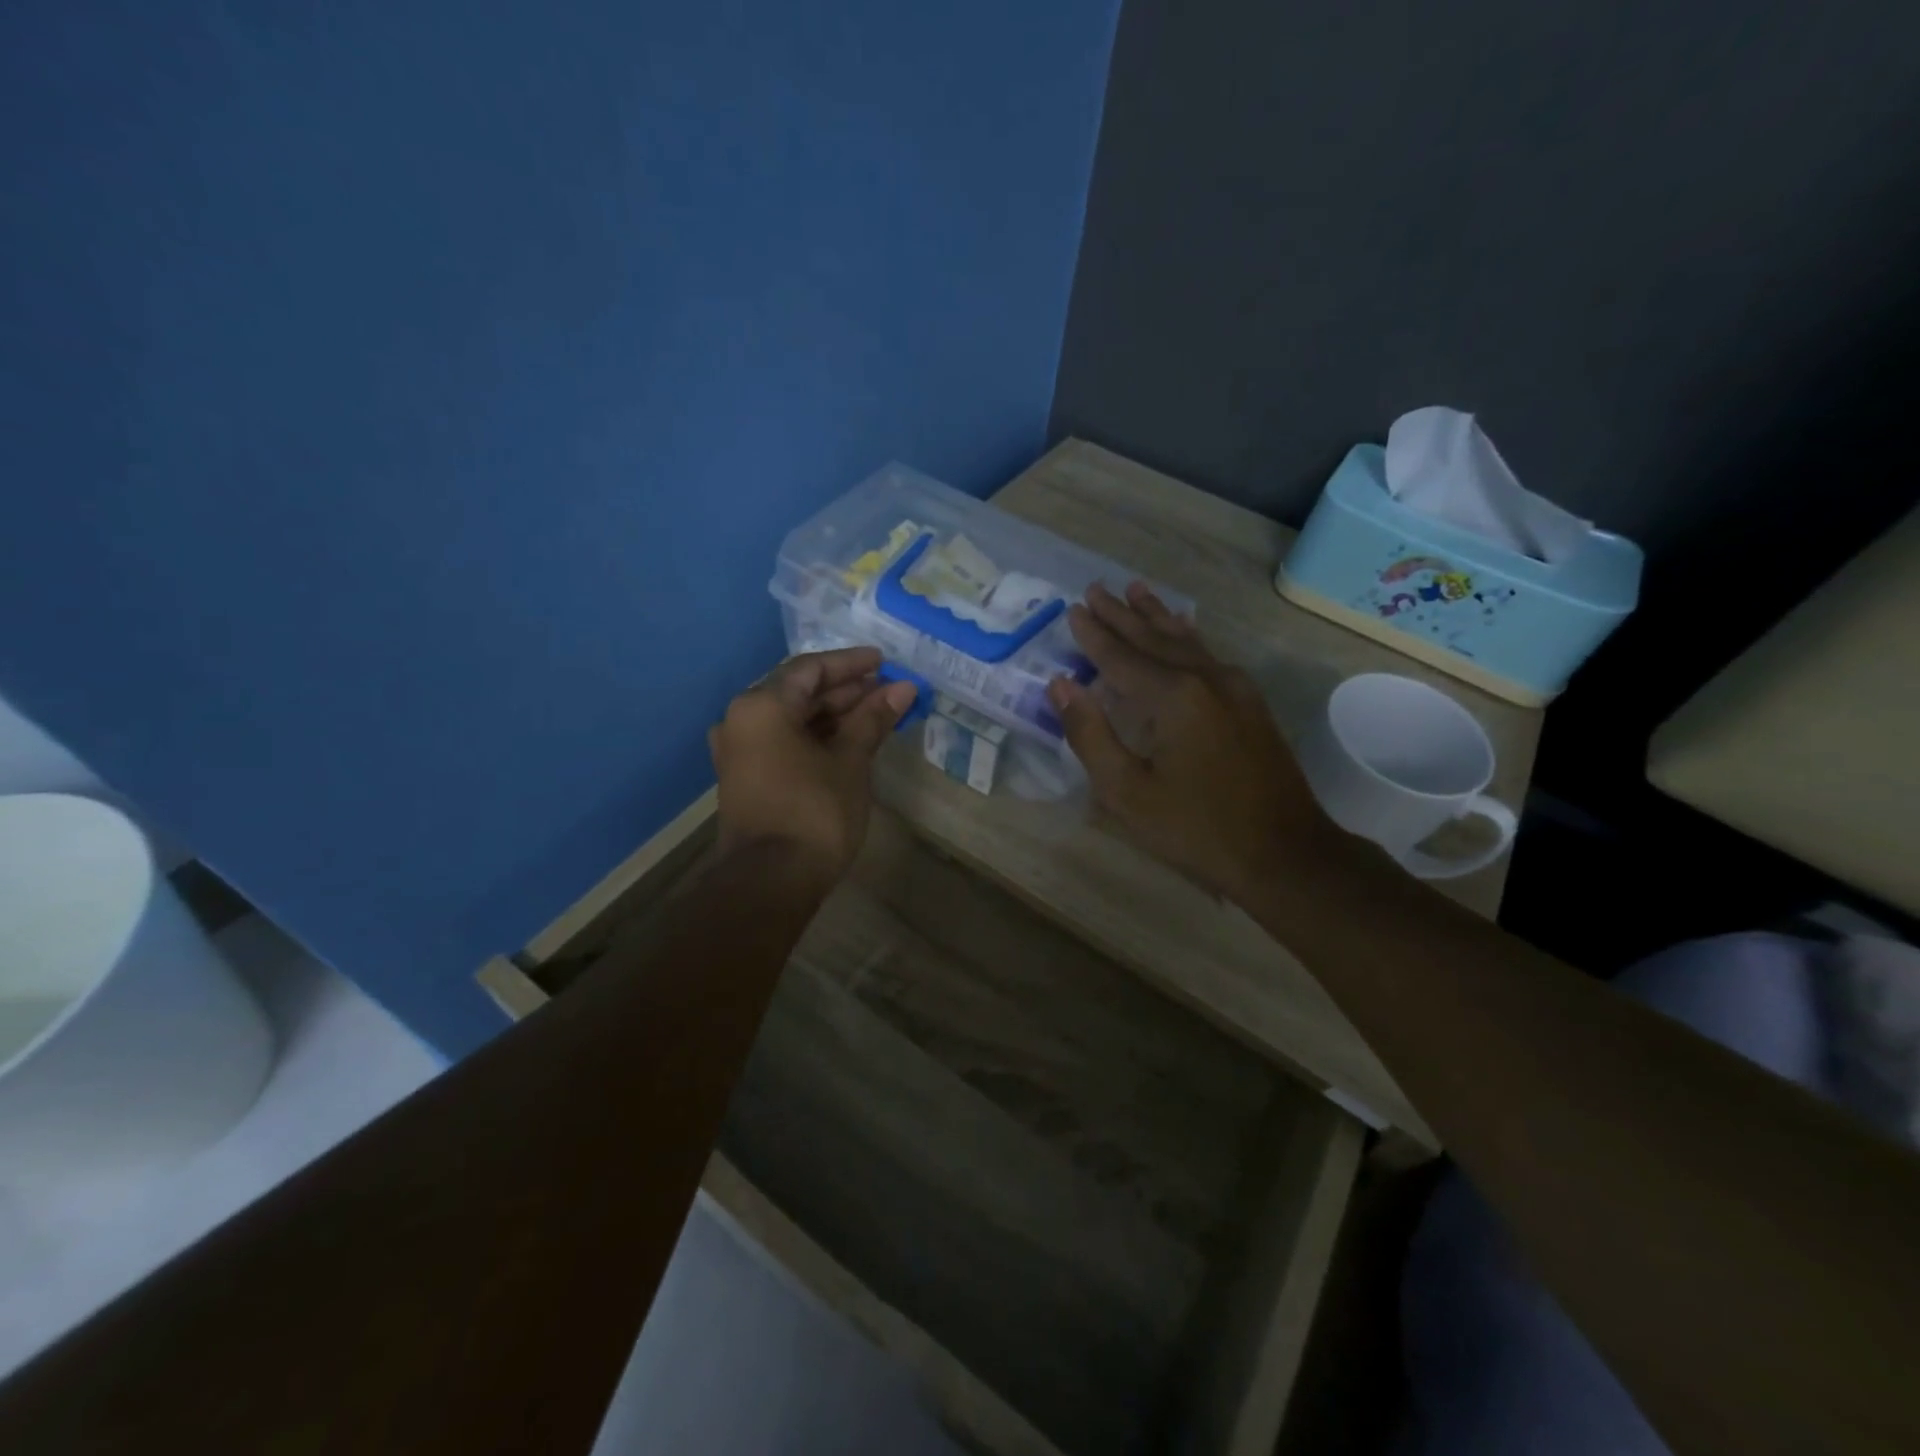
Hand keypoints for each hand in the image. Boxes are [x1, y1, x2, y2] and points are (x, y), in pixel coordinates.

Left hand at [709, 647, 916, 885]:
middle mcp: (742, 720)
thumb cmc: (814, 812)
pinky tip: (850, 741)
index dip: (851, 664)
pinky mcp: (747, 778)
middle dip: (846, 691)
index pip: (810, 669)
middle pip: (799, 692)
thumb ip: (873, 719)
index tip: (885, 662)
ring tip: (877, 714)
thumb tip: (903, 689)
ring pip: (792, 719)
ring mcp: (740, 751)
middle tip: (888, 691)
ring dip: (834, 715)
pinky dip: (816, 737)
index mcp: (761, 706)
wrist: (770, 882)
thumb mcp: (850, 761)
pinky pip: (784, 742)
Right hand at [1047, 583, 1341, 903]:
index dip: (1094, 635)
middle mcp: (1206, 678)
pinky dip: (1187, 635)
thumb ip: (1090, 734)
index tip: (1073, 609)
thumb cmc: (1196, 829)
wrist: (1286, 854)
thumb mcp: (1127, 792)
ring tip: (1137, 589)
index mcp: (1173, 697)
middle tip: (1097, 587)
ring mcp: (1235, 688)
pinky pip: (1209, 655)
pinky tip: (1183, 629)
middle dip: (1122, 614)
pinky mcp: (1251, 703)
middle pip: (1154, 639)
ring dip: (1156, 616)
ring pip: (1186, 640)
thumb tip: (1061, 685)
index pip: (1121, 657)